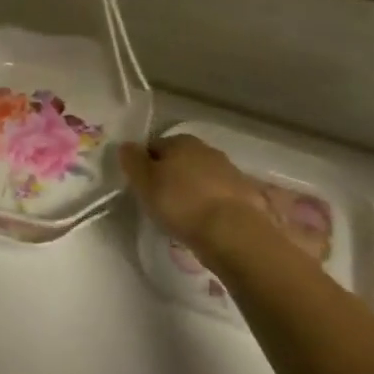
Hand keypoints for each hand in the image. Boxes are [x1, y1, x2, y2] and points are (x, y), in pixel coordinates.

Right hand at [119, 134, 297, 258]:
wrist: (233, 232)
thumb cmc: (181, 203)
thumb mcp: (145, 182)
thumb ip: (132, 161)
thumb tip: (126, 146)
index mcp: (181, 141)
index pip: (154, 147)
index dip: (144, 166)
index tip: (142, 188)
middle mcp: (207, 149)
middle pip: (180, 161)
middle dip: (170, 177)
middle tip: (161, 203)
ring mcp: (230, 171)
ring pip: (201, 178)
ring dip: (192, 192)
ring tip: (184, 217)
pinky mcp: (246, 196)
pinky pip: (219, 197)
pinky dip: (211, 206)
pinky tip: (206, 224)